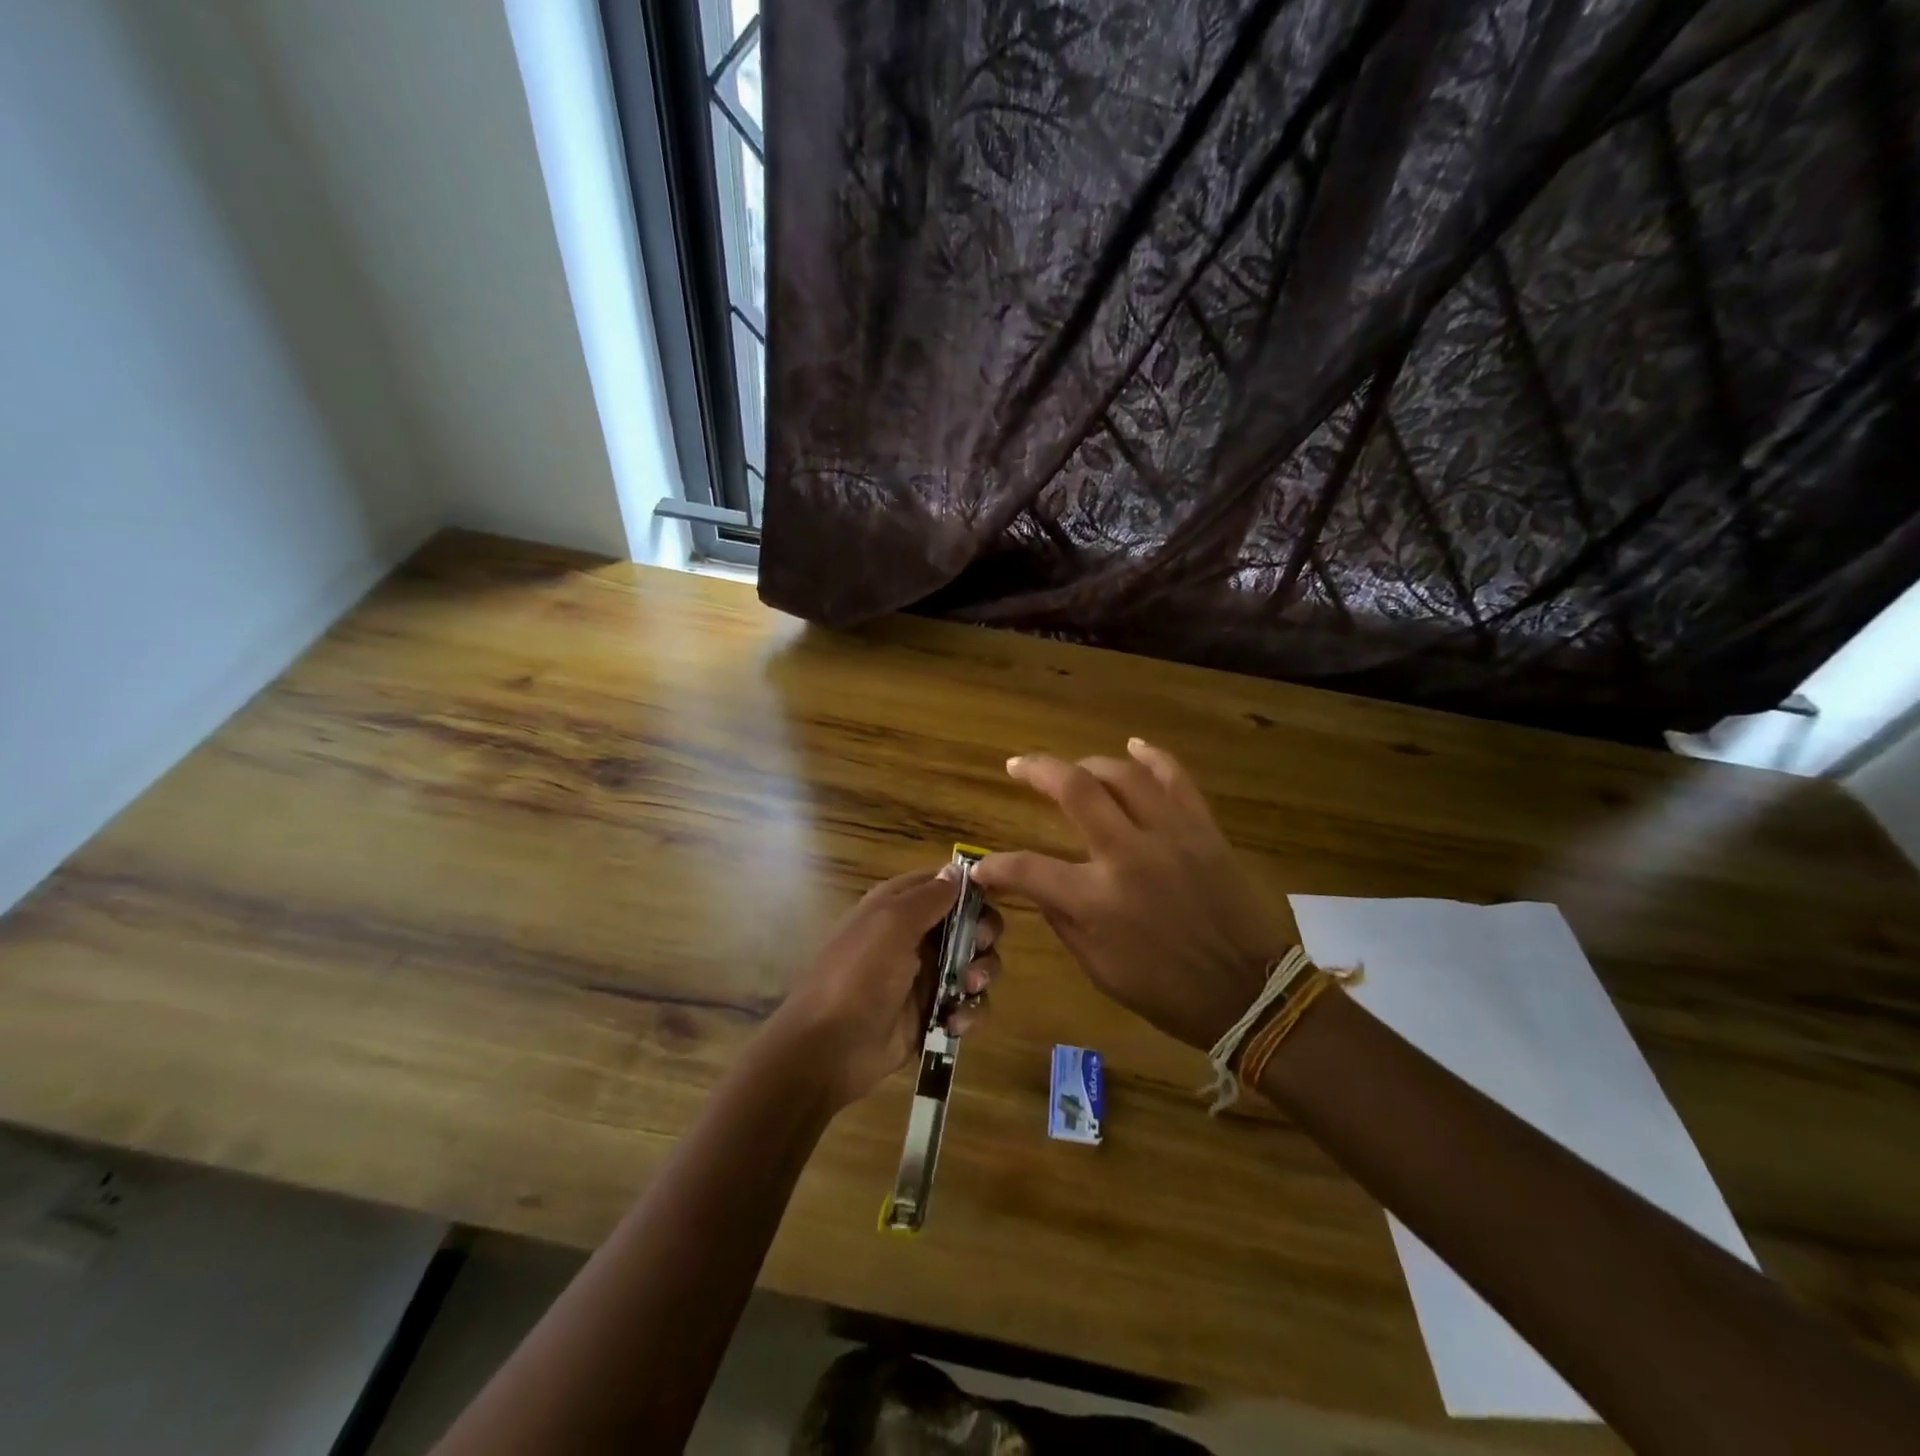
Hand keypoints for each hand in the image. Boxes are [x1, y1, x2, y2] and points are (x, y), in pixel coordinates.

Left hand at [767, 866, 1001, 1109]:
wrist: (830, 1048)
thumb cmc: (859, 975)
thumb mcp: (892, 923)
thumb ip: (929, 896)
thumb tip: (957, 870)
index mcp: (898, 905)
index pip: (945, 883)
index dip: (972, 888)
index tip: (995, 898)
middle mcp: (915, 935)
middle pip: (969, 922)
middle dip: (983, 934)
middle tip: (979, 947)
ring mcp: (926, 975)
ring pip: (974, 963)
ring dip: (981, 974)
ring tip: (968, 988)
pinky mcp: (933, 1012)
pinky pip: (968, 1003)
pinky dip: (969, 1010)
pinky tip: (954, 1022)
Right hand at [972, 738, 1296, 1051]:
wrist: (1249, 993)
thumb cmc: (1166, 990)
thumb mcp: (1099, 967)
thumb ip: (1062, 918)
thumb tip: (1035, 884)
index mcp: (1097, 901)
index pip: (1027, 868)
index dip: (996, 865)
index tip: (983, 866)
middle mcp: (1128, 856)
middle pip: (1075, 790)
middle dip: (1036, 769)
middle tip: (1016, 765)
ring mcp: (1170, 835)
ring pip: (1123, 774)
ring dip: (1089, 763)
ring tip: (1072, 768)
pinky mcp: (1203, 829)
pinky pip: (1176, 778)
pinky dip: (1152, 757)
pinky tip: (1134, 746)